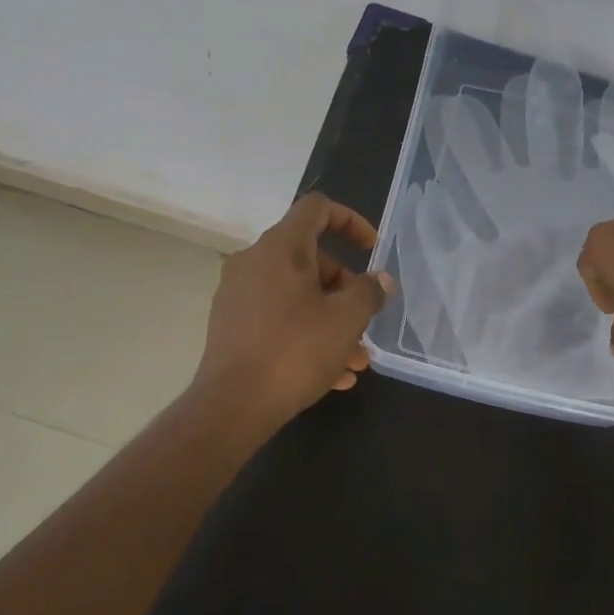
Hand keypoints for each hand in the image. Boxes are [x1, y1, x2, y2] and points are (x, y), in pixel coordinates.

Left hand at [194, 193, 394, 425]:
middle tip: (365, 319)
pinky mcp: (232, 326)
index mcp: (280, 248)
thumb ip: (369, 292)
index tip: (372, 249)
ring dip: (331, 319)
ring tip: (357, 360)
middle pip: (311, 257)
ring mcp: (239, 295)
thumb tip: (381, 280)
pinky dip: (307, 334)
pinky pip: (279, 318)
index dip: (350, 220)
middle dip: (346, 287)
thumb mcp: (346, 319)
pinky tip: (333, 376)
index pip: (317, 208)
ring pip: (297, 294)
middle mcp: (254, 262)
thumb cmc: (295, 351)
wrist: (233, 406)